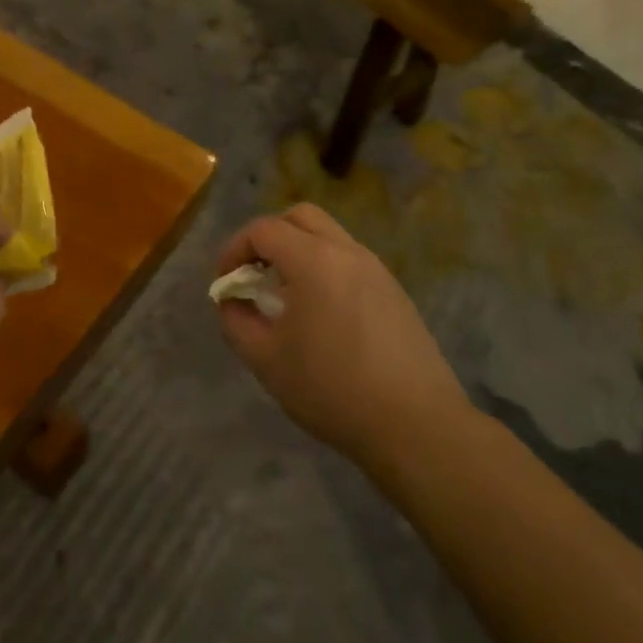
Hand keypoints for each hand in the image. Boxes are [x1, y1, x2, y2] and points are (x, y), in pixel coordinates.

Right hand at [215, 204, 474, 465]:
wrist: (416, 425)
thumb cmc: (332, 388)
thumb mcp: (266, 360)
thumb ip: (237, 322)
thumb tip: (231, 301)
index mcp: (313, 260)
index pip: (264, 230)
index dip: (235, 249)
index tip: (226, 281)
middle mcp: (347, 252)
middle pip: (300, 217)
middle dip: (269, 236)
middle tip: (255, 272)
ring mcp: (376, 270)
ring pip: (329, 236)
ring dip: (299, 251)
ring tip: (286, 294)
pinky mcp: (395, 292)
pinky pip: (350, 261)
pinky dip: (326, 269)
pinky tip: (322, 314)